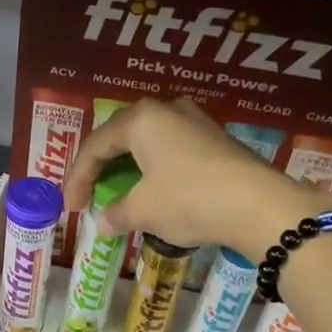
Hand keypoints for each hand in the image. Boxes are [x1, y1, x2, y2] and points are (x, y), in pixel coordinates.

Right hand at [61, 98, 331, 256]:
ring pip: (147, 142)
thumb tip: (104, 222)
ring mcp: (194, 120)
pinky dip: (154, 169)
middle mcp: (165, 109)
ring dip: (128, 168)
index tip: (71, 208)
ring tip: (119, 193)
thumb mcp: (145, 211)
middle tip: (90, 195)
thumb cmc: (190, 200)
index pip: (95, 146)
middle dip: (101, 168)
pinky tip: (154, 190)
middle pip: (120, 137)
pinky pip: (171, 149)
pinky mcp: (215, 138)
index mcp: (140, 119)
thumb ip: (117, 213)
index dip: (77, 179)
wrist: (260, 206)